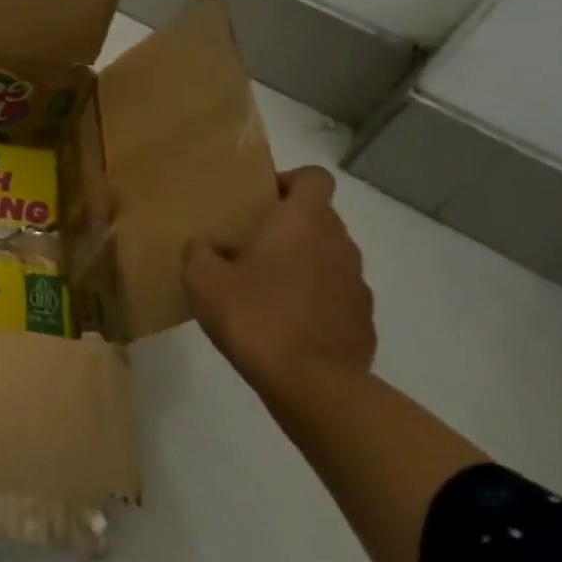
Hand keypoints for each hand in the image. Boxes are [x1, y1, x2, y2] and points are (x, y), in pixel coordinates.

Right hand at [181, 165, 375, 397]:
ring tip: (263, 288)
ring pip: (327, 257)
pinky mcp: (362, 320)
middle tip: (248, 245)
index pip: (313, 177)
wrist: (312, 385)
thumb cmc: (254, 316)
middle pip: (319, 217)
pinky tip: (284, 323)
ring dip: (301, 263)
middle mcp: (338, 243)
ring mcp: (356, 283)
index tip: (260, 200)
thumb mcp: (201, 279)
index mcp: (303, 222)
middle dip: (287, 226)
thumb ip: (199, 252)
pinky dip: (313, 299)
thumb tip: (205, 247)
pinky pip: (335, 295)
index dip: (288, 180)